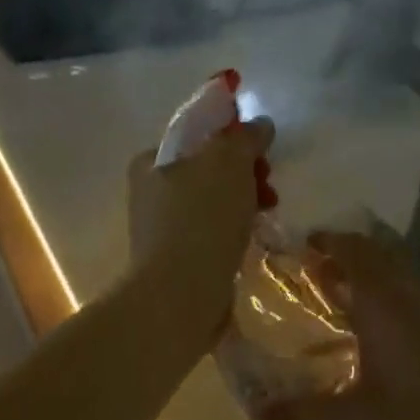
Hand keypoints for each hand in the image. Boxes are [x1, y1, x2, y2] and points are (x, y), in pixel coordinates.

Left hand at [127, 117, 274, 340]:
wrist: (181, 295)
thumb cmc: (201, 219)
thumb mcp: (228, 163)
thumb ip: (245, 137)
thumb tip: (260, 124)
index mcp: (152, 161)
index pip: (197, 133)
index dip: (232, 135)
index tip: (261, 148)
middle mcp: (151, 191)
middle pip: (208, 167)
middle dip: (244, 171)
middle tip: (268, 182)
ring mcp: (163, 227)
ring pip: (214, 199)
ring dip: (244, 200)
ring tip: (268, 211)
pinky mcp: (178, 256)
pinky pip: (214, 229)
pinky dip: (235, 228)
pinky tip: (253, 235)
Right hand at [258, 230, 419, 419]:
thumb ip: (301, 414)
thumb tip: (257, 410)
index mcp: (387, 307)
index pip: (355, 252)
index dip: (327, 242)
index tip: (301, 246)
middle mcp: (415, 298)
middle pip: (379, 255)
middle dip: (346, 255)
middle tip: (314, 272)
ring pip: (400, 275)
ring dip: (370, 275)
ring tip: (340, 299)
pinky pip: (415, 296)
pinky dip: (390, 296)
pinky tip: (379, 334)